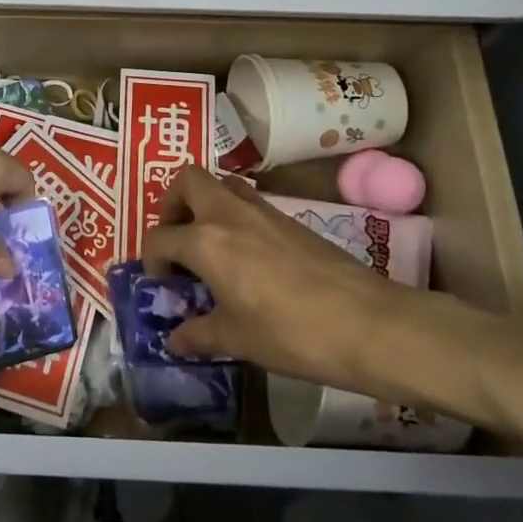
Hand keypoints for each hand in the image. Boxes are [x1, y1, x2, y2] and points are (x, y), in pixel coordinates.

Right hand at [140, 167, 442, 388]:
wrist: (370, 324)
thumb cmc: (291, 332)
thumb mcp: (237, 340)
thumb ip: (199, 335)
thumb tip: (174, 340)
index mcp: (205, 241)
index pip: (160, 237)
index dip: (153, 261)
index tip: (165, 285)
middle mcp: (229, 214)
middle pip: (188, 180)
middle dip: (172, 204)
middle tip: (178, 239)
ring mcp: (264, 212)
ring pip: (223, 184)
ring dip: (206, 205)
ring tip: (210, 245)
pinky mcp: (292, 220)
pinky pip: (251, 203)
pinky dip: (236, 218)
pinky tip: (248, 259)